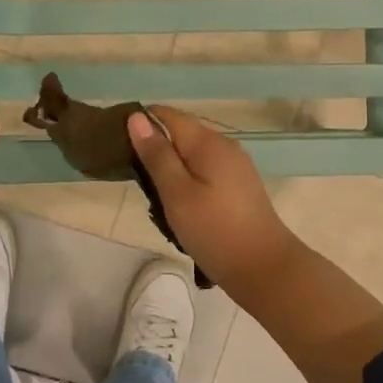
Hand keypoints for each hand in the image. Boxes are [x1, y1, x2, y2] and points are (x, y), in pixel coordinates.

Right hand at [127, 107, 304, 295]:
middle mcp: (225, 146)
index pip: (169, 115)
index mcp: (208, 142)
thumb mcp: (177, 193)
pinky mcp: (239, 187)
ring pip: (193, 157)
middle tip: (135, 180)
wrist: (264, 268)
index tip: (118, 145)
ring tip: (155, 199)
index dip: (142, 122)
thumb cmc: (215, 230)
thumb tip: (137, 118)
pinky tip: (180, 208)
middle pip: (182, 134)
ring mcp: (235, 167)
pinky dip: (188, 184)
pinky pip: (205, 174)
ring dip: (172, 171)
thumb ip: (157, 155)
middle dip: (156, 150)